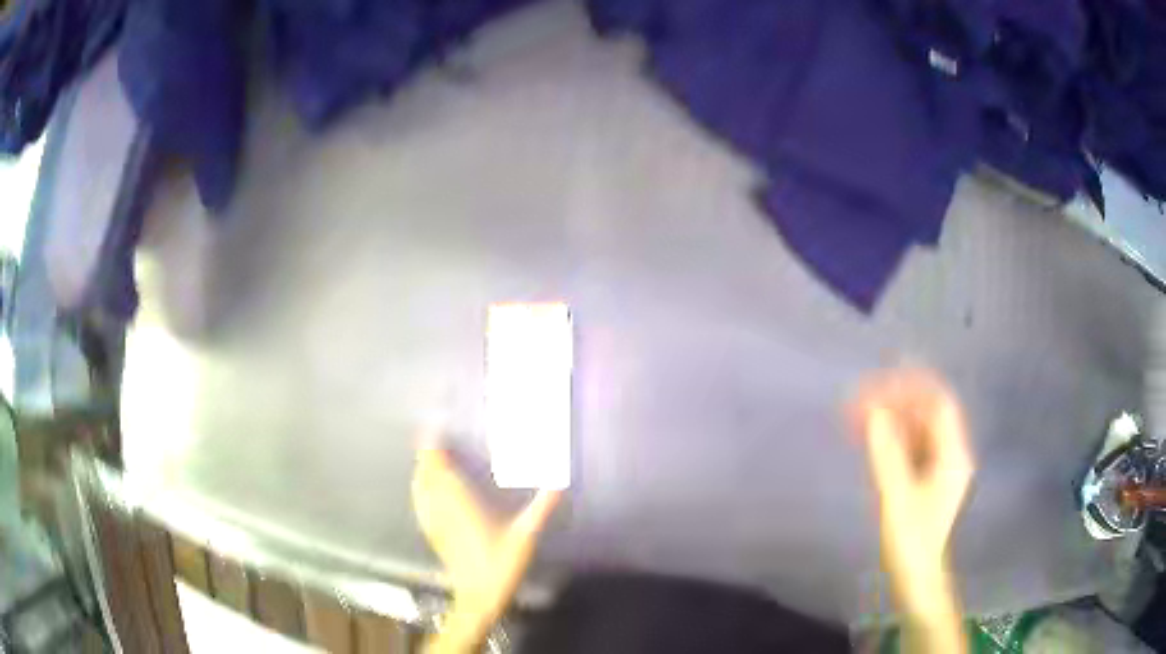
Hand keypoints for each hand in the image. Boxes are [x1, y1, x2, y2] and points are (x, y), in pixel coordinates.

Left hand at [412, 444, 560, 651]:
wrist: (478, 596)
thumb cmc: (501, 564)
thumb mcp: (525, 536)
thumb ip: (541, 509)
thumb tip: (559, 484)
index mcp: (461, 503)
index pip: (440, 468)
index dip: (433, 446)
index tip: (435, 427)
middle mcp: (442, 508)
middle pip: (426, 473)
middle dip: (427, 453)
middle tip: (434, 436)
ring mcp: (433, 522)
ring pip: (420, 487)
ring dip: (421, 468)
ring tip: (430, 455)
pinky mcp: (431, 533)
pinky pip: (420, 502)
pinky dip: (420, 487)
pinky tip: (424, 487)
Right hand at [854, 370, 973, 618]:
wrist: (917, 576)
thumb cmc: (912, 541)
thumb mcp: (898, 498)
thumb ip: (887, 455)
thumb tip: (874, 415)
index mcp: (953, 454)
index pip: (938, 403)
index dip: (912, 386)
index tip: (882, 381)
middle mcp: (949, 453)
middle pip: (925, 412)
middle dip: (895, 401)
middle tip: (860, 399)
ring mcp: (938, 465)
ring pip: (915, 428)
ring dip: (889, 417)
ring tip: (856, 414)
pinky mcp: (924, 477)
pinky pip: (908, 445)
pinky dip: (889, 437)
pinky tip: (867, 437)